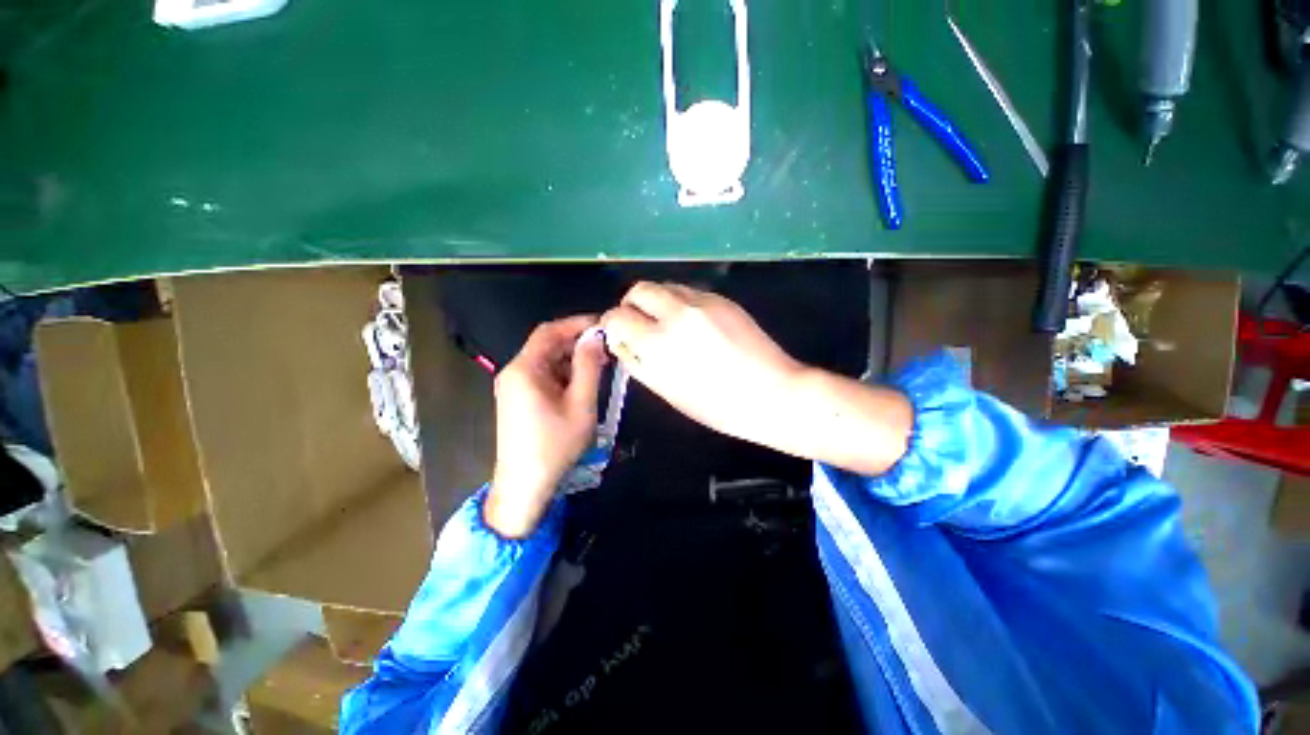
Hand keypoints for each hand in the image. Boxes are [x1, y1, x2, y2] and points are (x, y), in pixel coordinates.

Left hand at [485, 316, 606, 538]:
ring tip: (602, 367)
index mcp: (524, 369)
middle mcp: (515, 372)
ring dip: (574, 360)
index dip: (577, 323)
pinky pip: (544, 377)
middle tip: (608, 348)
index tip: (603, 325)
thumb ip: (589, 367)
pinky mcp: (519, 400)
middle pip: (547, 346)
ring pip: (548, 362)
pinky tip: (584, 384)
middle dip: (578, 343)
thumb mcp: (580, 404)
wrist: (524, 488)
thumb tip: (596, 337)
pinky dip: (565, 375)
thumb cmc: (555, 445)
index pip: (549, 331)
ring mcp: (515, 388)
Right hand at [600, 282, 803, 446]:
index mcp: (658, 343)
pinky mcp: (721, 298)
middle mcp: (676, 314)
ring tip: (666, 322)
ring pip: (664, 285)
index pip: (617, 316)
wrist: (771, 393)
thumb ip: (638, 362)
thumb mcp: (667, 391)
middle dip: (631, 305)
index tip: (618, 332)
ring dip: (656, 301)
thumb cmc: (716, 405)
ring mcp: (701, 302)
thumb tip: (621, 342)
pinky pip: (688, 291)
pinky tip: (691, 322)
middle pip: (639, 289)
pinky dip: (679, 302)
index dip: (612, 323)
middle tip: (639, 323)